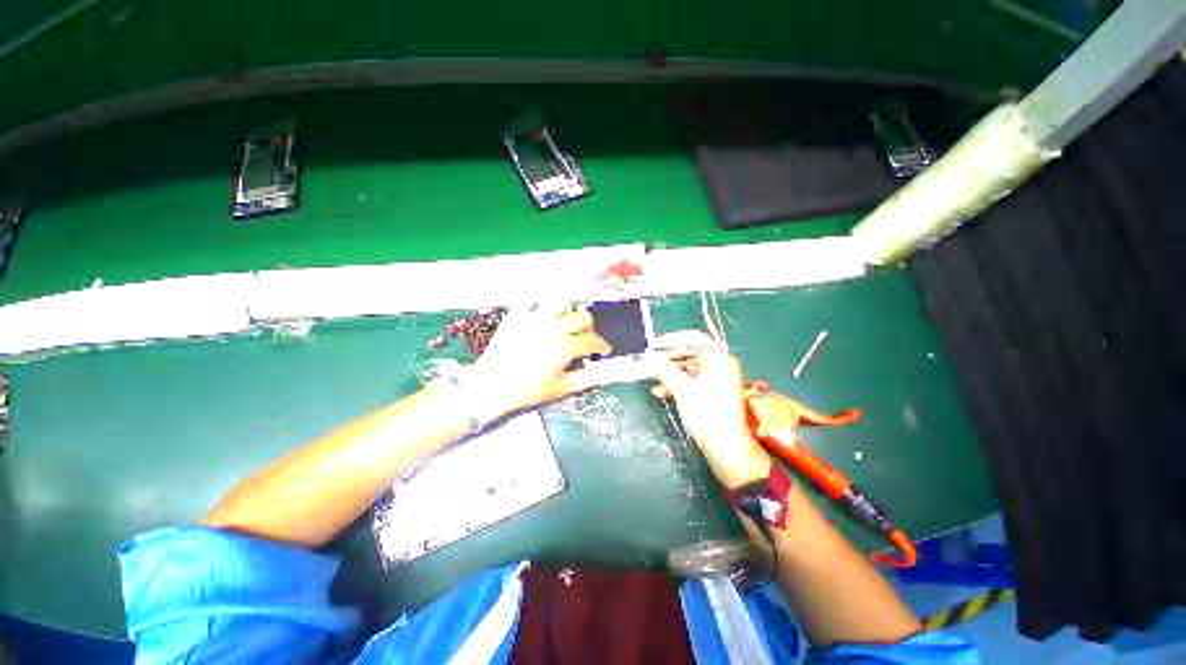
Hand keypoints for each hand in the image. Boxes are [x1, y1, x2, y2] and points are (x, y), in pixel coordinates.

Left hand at [465, 304, 610, 424]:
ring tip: (564, 322)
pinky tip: (542, 310)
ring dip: (568, 311)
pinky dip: (540, 301)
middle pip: (583, 318)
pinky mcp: (517, 314)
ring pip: (562, 302)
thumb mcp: (561, 388)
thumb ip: (587, 379)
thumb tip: (608, 373)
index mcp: (566, 346)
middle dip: (588, 328)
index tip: (603, 350)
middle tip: (583, 339)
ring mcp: (535, 317)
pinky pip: (532, 298)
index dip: (602, 346)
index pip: (593, 341)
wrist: (491, 385)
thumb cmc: (528, 390)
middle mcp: (554, 326)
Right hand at [648, 331, 770, 488]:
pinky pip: (691, 381)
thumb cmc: (707, 415)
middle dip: (668, 358)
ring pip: (688, 368)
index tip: (652, 346)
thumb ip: (664, 370)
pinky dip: (676, 384)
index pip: (692, 339)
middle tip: (649, 362)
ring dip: (670, 372)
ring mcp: (717, 379)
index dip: (670, 341)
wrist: (727, 449)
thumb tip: (649, 357)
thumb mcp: (682, 389)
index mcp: (718, 358)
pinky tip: (660, 392)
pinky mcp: (712, 393)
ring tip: (652, 377)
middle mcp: (720, 365)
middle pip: (690, 353)